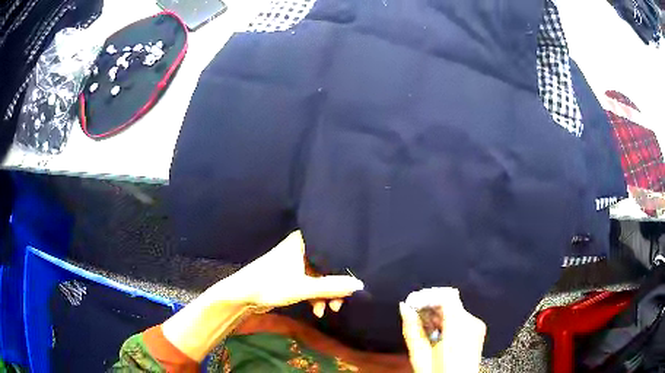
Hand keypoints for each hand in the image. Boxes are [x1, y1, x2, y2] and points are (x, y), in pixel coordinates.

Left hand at [234, 230, 363, 315]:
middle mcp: (301, 249)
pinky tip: (317, 311)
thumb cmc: (271, 285)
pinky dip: (315, 297)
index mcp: (303, 242)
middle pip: (327, 266)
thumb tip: (360, 285)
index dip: (344, 265)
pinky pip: (310, 284)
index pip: (331, 250)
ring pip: (319, 277)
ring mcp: (295, 263)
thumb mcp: (304, 288)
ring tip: (329, 310)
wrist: (242, 295)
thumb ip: (332, 287)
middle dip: (334, 287)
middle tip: (340, 302)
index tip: (354, 280)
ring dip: (325, 295)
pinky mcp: (291, 276)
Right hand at [399, 288, 485, 372]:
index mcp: (458, 327)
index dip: (427, 296)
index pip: (446, 296)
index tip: (411, 302)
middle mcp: (471, 322)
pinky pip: (460, 318)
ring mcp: (476, 326)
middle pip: (450, 302)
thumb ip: (412, 328)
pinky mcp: (478, 331)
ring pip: (455, 310)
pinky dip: (446, 321)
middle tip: (413, 313)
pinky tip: (435, 331)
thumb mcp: (419, 354)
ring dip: (437, 314)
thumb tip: (404, 307)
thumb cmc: (437, 371)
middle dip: (430, 306)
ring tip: (421, 324)